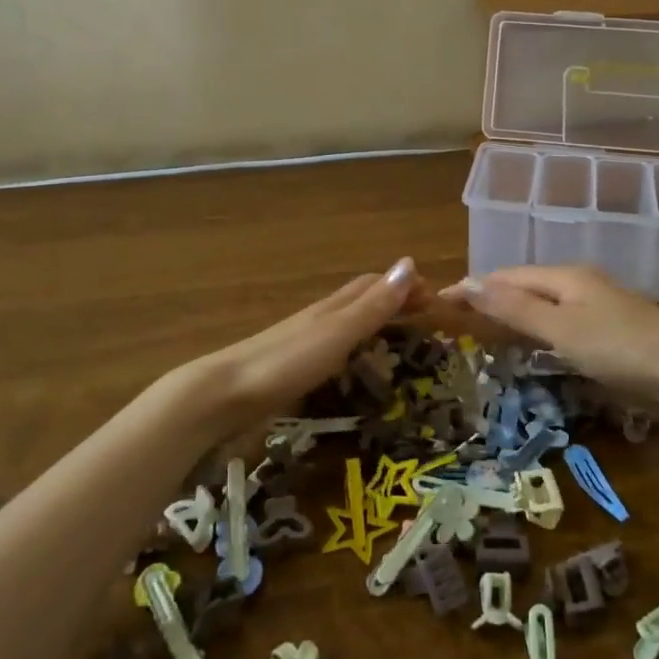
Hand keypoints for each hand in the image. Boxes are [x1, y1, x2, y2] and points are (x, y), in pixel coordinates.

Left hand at [191, 256, 419, 429]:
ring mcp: (302, 345)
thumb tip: (410, 263)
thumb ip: (373, 305)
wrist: (222, 395)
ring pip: (347, 326)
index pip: (374, 284)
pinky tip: (355, 369)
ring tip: (400, 344)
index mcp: (332, 308)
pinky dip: (354, 351)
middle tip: (426, 321)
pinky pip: (333, 351)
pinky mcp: (291, 370)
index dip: (405, 286)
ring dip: (375, 326)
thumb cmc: (286, 362)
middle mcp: (319, 319)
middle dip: (393, 303)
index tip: (436, 299)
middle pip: (361, 302)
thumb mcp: (337, 333)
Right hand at [439, 265, 658, 404]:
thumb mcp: (561, 329)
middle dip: (490, 294)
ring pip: (543, 300)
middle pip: (524, 283)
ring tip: (484, 326)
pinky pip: (560, 317)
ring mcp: (597, 302)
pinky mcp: (609, 325)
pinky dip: (536, 324)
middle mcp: (578, 281)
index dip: (473, 286)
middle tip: (457, 315)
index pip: (506, 275)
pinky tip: (532, 338)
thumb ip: (515, 308)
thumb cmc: (620, 347)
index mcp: (564, 276)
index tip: (440, 300)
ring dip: (512, 309)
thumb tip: (469, 284)